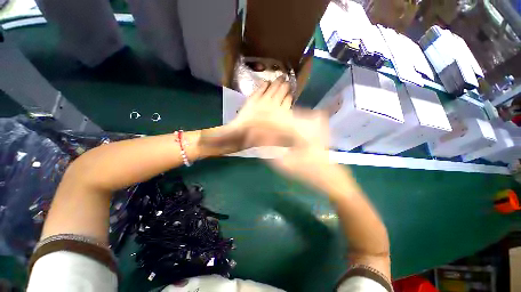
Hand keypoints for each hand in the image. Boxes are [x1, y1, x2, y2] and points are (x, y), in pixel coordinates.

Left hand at [230, 76, 295, 147]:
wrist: (242, 134)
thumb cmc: (260, 138)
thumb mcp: (276, 135)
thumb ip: (284, 125)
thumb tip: (289, 116)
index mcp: (281, 114)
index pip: (288, 101)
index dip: (290, 96)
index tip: (290, 93)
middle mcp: (274, 104)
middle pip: (282, 91)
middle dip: (285, 86)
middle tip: (287, 82)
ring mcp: (263, 100)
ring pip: (273, 88)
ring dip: (277, 82)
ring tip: (281, 77)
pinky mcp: (254, 99)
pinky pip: (261, 89)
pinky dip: (264, 84)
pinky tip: (267, 82)